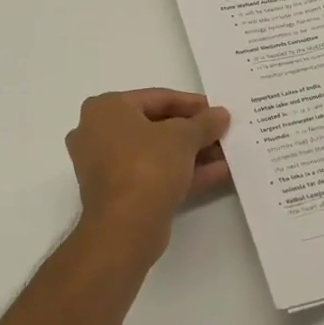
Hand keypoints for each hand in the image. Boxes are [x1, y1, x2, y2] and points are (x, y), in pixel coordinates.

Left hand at [66, 89, 231, 263]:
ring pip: (156, 153)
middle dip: (192, 131)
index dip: (191, 103)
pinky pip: (153, 174)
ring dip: (191, 153)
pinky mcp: (118, 193)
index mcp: (105, 109)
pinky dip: (182, 172)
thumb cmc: (147, 165)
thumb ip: (204, 122)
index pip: (156, 98)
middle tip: (221, 132)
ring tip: (226, 153)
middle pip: (155, 126)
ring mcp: (105, 166)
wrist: (125, 226)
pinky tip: (218, 172)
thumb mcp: (183, 136)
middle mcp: (98, 133)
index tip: (217, 110)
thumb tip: (221, 114)